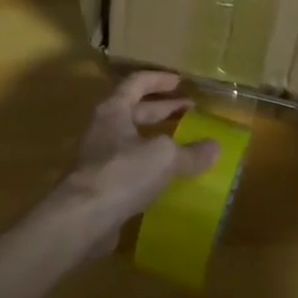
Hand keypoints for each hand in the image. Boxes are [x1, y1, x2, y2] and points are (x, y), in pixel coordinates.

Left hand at [50, 72, 220, 253]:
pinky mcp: (101, 185)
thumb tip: (215, 147)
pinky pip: (130, 167)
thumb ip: (191, 152)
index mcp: (114, 110)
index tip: (181, 81)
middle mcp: (103, 129)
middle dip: (163, 109)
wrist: (82, 218)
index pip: (136, 83)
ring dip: (157, 138)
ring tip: (183, 143)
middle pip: (134, 110)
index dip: (159, 79)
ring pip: (132, 140)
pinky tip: (168, 177)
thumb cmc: (122, 173)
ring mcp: (99, 158)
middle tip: (189, 110)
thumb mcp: (164, 158)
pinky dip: (150, 166)